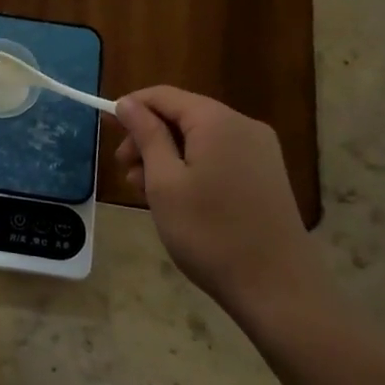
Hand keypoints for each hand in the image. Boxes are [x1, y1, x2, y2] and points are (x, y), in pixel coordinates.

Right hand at [115, 86, 333, 318]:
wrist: (277, 288)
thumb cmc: (209, 232)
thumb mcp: (164, 182)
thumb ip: (146, 135)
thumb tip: (127, 103)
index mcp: (217, 121)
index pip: (163, 95)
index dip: (131, 108)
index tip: (107, 132)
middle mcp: (243, 126)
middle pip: (183, 115)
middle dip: (149, 137)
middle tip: (127, 173)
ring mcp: (260, 151)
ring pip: (199, 138)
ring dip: (168, 155)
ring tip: (148, 193)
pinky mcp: (266, 175)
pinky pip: (219, 155)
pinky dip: (192, 167)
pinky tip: (180, 199)